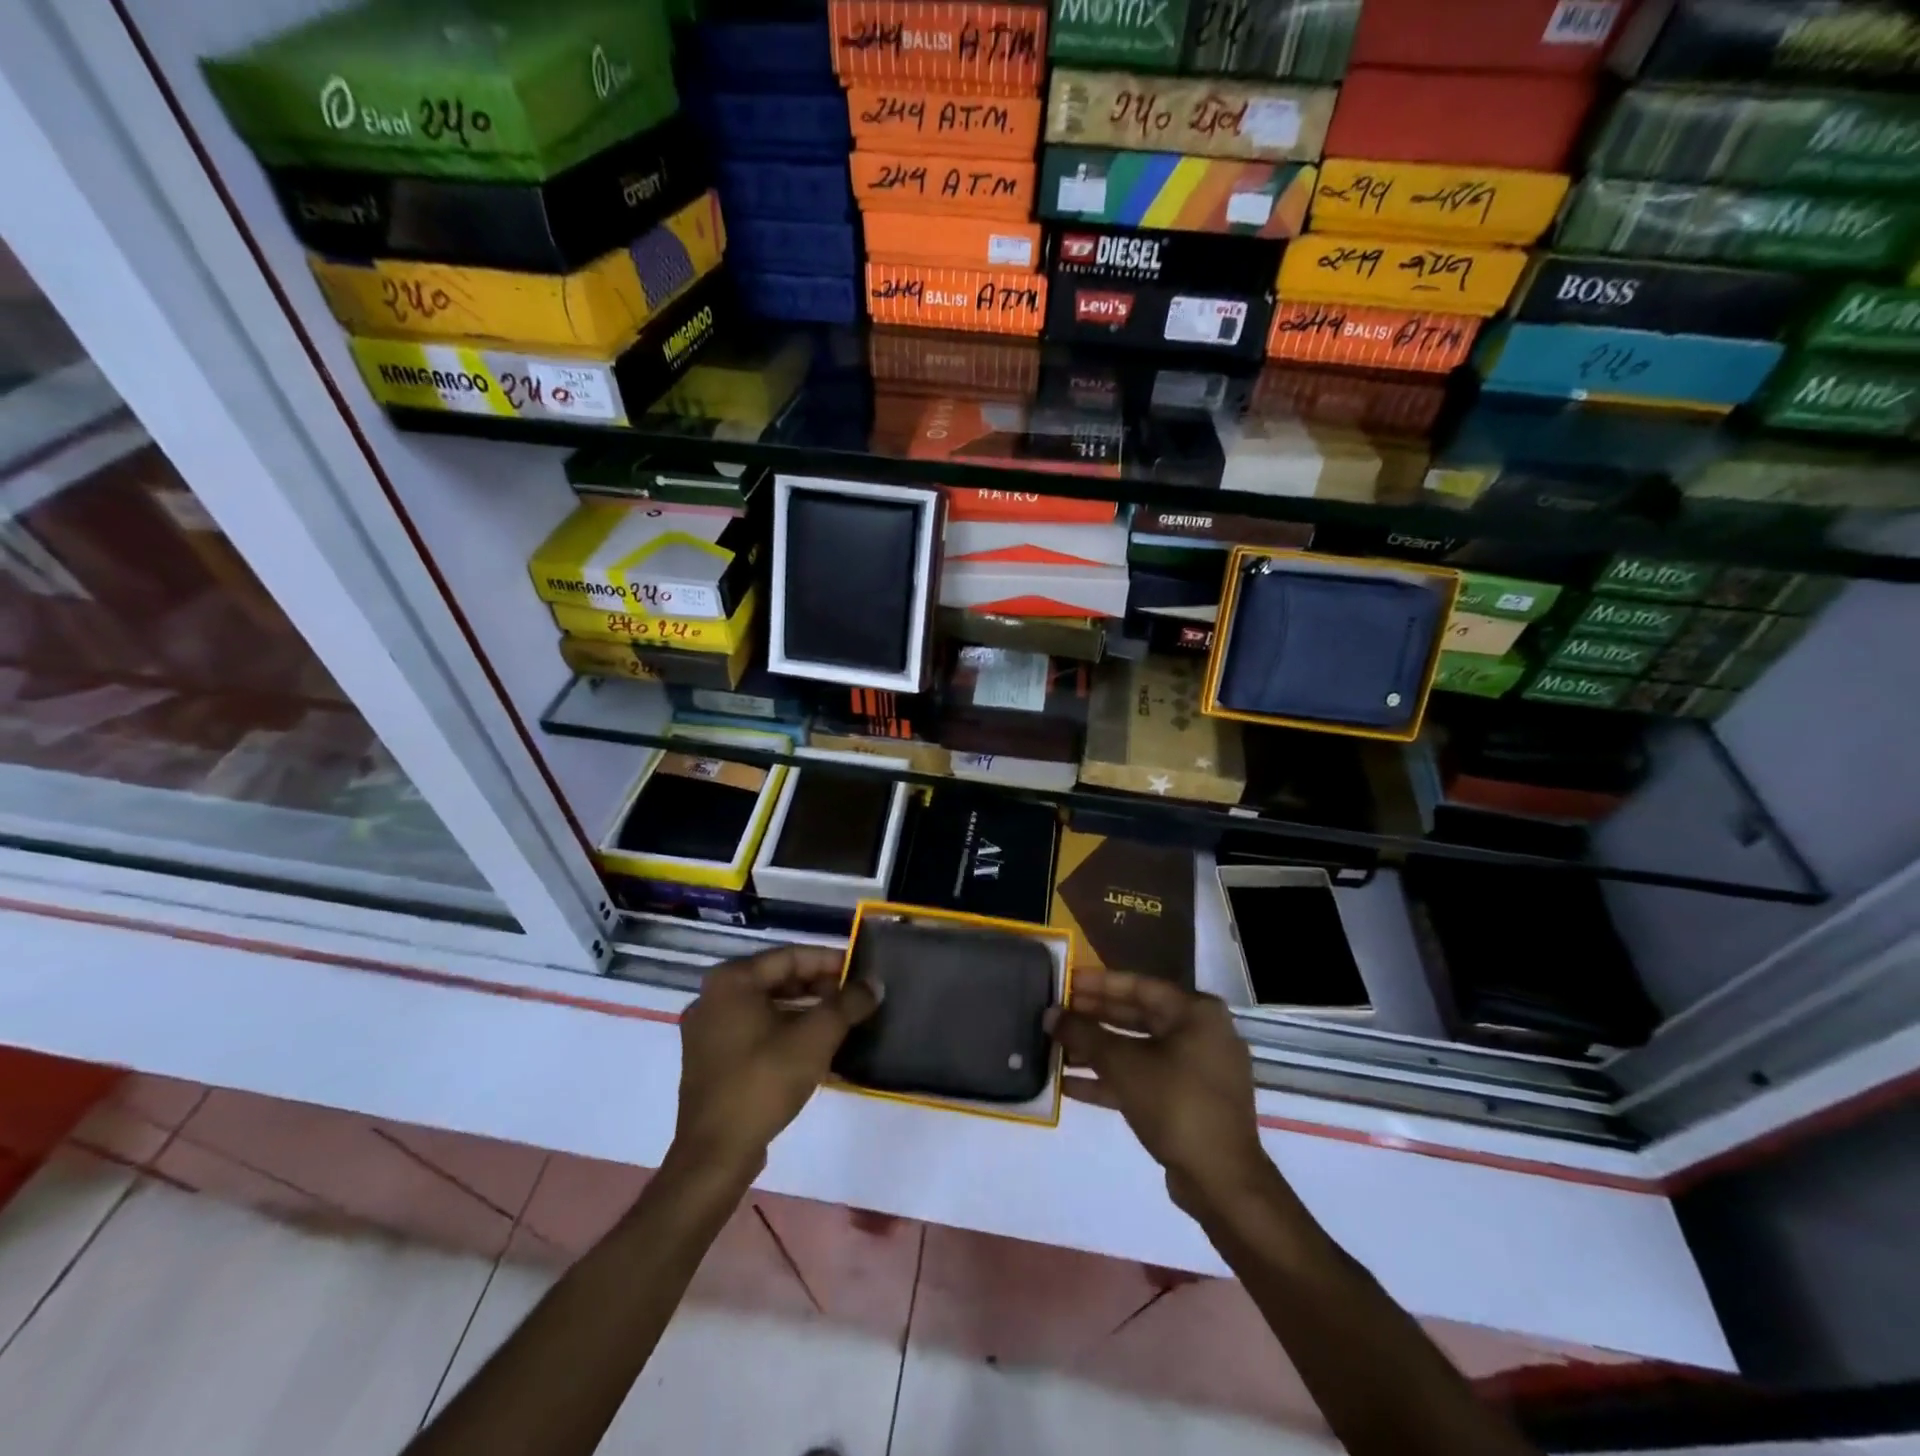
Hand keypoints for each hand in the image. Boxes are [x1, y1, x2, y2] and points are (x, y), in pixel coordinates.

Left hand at [671, 946, 879, 1181]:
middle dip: (820, 986)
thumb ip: (847, 1004)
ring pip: (768, 1006)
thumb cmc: (763, 1082)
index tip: (862, 972)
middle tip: (855, 997)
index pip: (791, 956)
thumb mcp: (815, 1038)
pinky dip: (785, 1030)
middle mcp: (714, 996)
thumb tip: (874, 984)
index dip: (831, 961)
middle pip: (778, 979)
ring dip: (806, 1010)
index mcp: (732, 980)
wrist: (715, 1154)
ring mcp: (709, 1029)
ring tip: (842, 1020)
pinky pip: (756, 1029)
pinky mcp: (712, 1058)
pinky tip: (815, 1045)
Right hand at [1047, 970, 1274, 1217]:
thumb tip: (1049, 1015)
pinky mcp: (1188, 1102)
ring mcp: (1197, 1070)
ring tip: (1055, 1048)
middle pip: (1137, 1016)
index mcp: (1196, 1013)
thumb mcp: (1123, 1065)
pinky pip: (1145, 1078)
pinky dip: (1111, 1079)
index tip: (1065, 981)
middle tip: (1056, 1013)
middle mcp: (1200, 1034)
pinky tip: (1069, 1085)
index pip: (1138, 986)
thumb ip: (1084, 1035)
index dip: (1097, 983)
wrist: (1222, 1182)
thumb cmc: (1176, 1104)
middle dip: (1094, 1018)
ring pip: (1138, 1050)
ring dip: (1097, 1051)